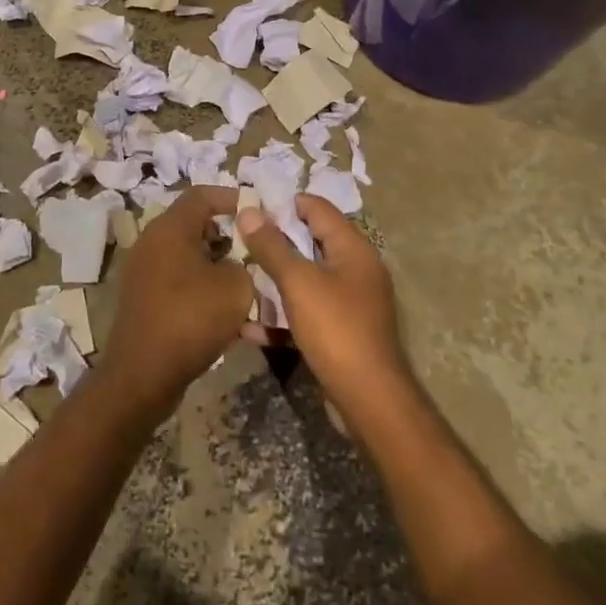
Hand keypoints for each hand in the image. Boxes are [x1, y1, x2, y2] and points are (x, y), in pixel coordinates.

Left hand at [102, 186, 252, 415]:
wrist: (143, 375)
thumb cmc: (190, 319)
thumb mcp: (235, 288)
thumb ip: (244, 264)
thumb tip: (236, 263)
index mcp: (169, 228)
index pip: (201, 195)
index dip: (231, 197)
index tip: (256, 210)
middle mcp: (151, 242)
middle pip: (193, 225)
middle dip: (227, 234)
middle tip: (254, 249)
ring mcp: (143, 272)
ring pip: (187, 256)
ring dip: (216, 265)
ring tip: (246, 283)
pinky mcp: (143, 299)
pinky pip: (179, 282)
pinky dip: (201, 288)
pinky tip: (225, 313)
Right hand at [237, 196, 409, 422]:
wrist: (369, 400)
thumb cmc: (336, 329)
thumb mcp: (298, 283)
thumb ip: (272, 246)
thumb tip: (249, 211)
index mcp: (353, 248)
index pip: (317, 208)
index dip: (284, 204)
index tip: (249, 209)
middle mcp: (355, 269)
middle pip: (309, 243)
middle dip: (273, 244)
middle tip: (237, 244)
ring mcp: (349, 303)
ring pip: (305, 280)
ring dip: (273, 281)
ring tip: (237, 280)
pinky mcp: (340, 332)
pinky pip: (306, 312)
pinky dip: (282, 316)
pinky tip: (249, 327)